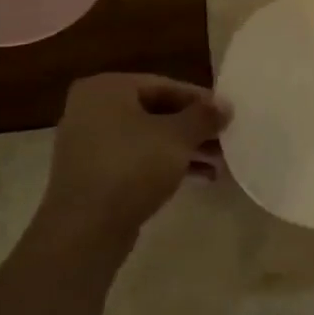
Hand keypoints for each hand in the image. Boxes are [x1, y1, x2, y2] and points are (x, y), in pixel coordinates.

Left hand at [40, 74, 230, 242]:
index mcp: (107, 88)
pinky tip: (200, 177)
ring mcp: (89, 143)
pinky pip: (136, 159)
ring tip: (219, 163)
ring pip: (148, 138)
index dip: (201, 100)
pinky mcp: (93, 174)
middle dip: (194, 128)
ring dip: (185, 148)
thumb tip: (225, 104)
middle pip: (156, 111)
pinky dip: (165, 164)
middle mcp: (92, 108)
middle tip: (226, 140)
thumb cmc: (132, 167)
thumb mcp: (178, 137)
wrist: (85, 229)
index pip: (165, 85)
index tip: (227, 115)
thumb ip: (204, 116)